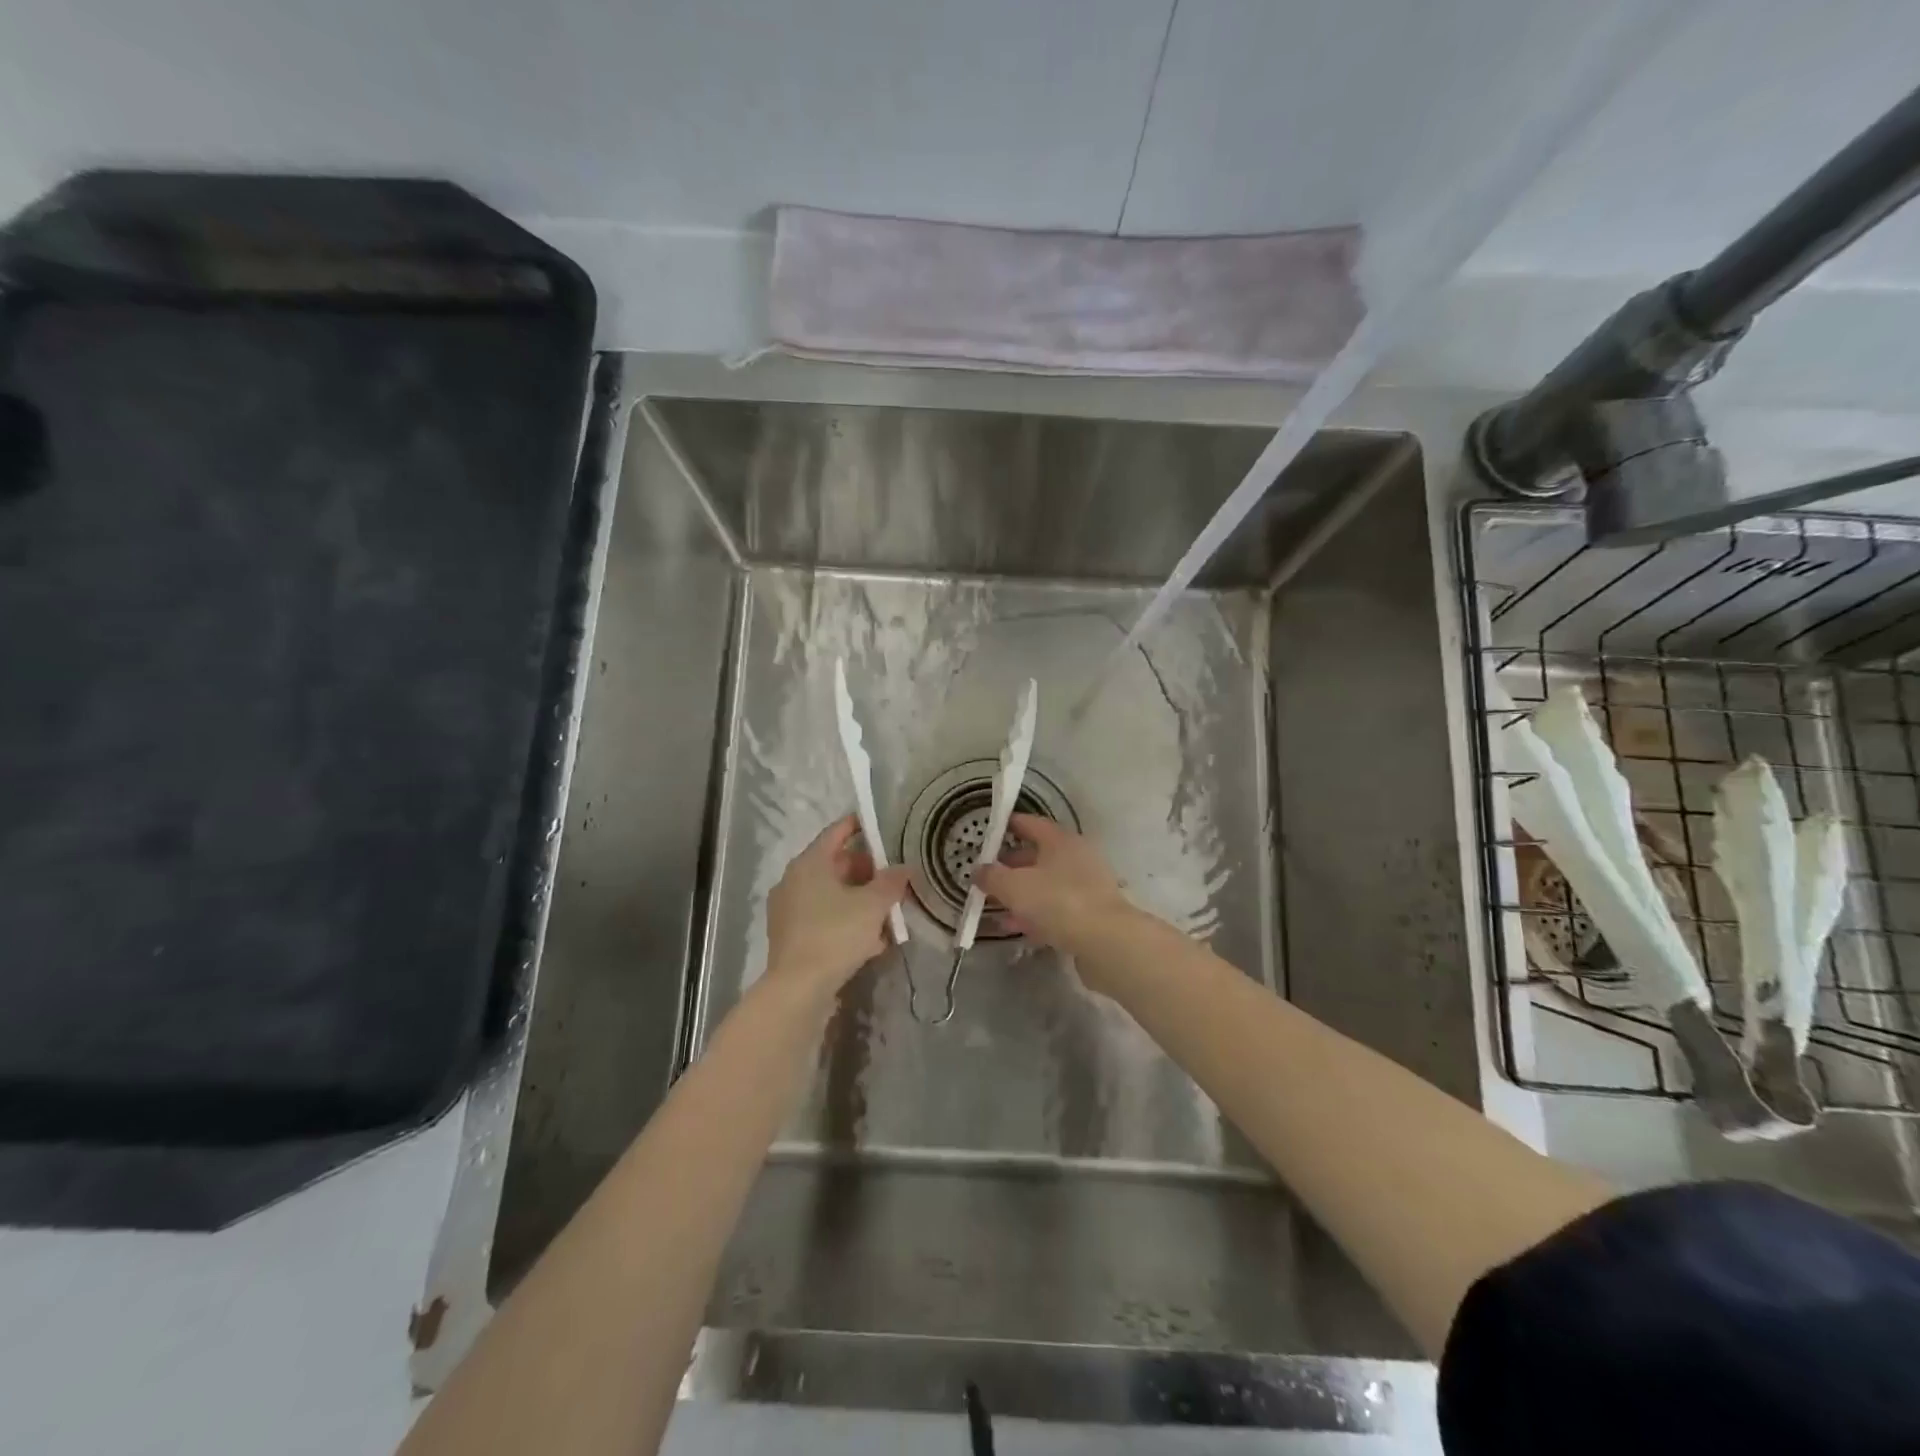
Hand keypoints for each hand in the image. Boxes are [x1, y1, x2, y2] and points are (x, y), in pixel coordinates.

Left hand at [763, 815, 909, 1000]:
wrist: (798, 989)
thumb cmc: (835, 934)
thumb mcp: (873, 905)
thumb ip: (891, 882)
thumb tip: (903, 868)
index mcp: (809, 863)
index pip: (836, 832)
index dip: (859, 825)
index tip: (880, 825)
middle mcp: (794, 881)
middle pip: (836, 865)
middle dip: (867, 871)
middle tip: (894, 878)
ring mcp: (790, 910)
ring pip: (833, 895)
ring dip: (861, 900)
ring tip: (889, 913)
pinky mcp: (792, 937)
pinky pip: (825, 919)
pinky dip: (847, 922)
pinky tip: (873, 941)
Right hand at [973, 814, 1134, 958]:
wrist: (1107, 942)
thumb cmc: (1058, 902)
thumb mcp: (1014, 887)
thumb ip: (992, 876)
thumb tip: (978, 870)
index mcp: (1060, 840)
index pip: (1031, 823)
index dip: (1009, 826)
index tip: (990, 833)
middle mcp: (1076, 857)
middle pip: (1038, 856)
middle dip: (1011, 867)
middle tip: (988, 878)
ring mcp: (1087, 885)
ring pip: (1047, 885)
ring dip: (1022, 896)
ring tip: (997, 910)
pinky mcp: (1092, 913)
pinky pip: (1058, 908)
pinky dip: (1037, 915)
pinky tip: (1019, 929)